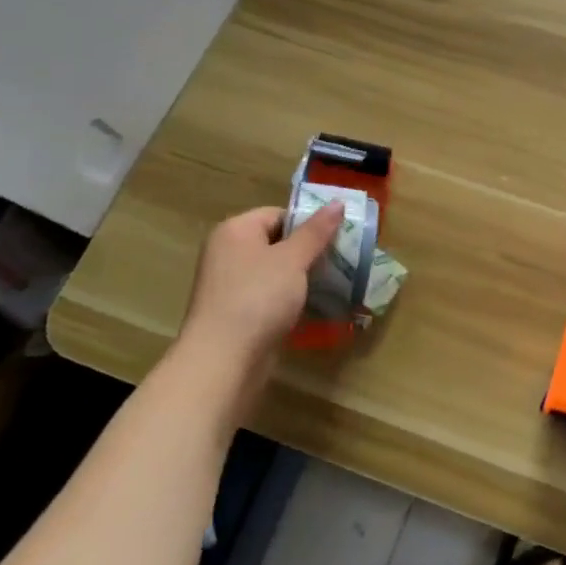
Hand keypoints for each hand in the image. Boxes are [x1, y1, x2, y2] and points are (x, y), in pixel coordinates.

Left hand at [173, 202, 342, 395]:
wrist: (223, 361)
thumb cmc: (257, 298)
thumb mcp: (292, 259)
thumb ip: (316, 231)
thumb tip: (338, 203)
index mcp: (235, 231)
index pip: (278, 214)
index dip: (308, 223)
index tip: (338, 236)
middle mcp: (228, 253)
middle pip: (277, 241)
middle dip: (309, 250)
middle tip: (342, 258)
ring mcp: (231, 285)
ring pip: (276, 271)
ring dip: (303, 276)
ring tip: (336, 280)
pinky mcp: (238, 313)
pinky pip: (270, 295)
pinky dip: (291, 298)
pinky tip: (315, 305)